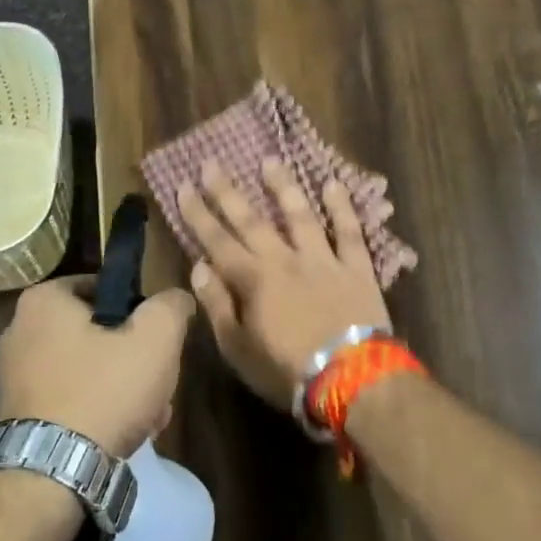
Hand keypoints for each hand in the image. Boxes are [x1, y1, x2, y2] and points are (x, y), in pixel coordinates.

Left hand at [0, 276, 195, 457]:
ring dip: (123, 388)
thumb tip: (176, 298)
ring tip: (149, 416)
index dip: (140, 311)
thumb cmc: (104, 391)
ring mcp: (15, 375)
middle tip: (159, 382)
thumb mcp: (155, 339)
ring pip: (89, 368)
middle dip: (135, 358)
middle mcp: (20, 330)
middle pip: (99, 332)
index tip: (159, 340)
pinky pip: (71, 398)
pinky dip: (98, 410)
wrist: (53, 474)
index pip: (105, 287)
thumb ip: (171, 306)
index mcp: (44, 301)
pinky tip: (123, 433)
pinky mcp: (20, 413)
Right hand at [175, 159, 390, 407]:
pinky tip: (334, 184)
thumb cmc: (286, 370)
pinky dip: (342, 207)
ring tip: (271, 161)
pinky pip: (350, 232)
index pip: (217, 240)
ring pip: (300, 216)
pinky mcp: (357, 269)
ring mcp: (324, 260)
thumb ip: (218, 305)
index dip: (198, 213)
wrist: (350, 379)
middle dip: (228, 191)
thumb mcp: (238, 348)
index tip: (183, 186)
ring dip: (283, 187)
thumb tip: (200, 266)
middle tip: (212, 162)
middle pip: (252, 220)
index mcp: (253, 280)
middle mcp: (285, 260)